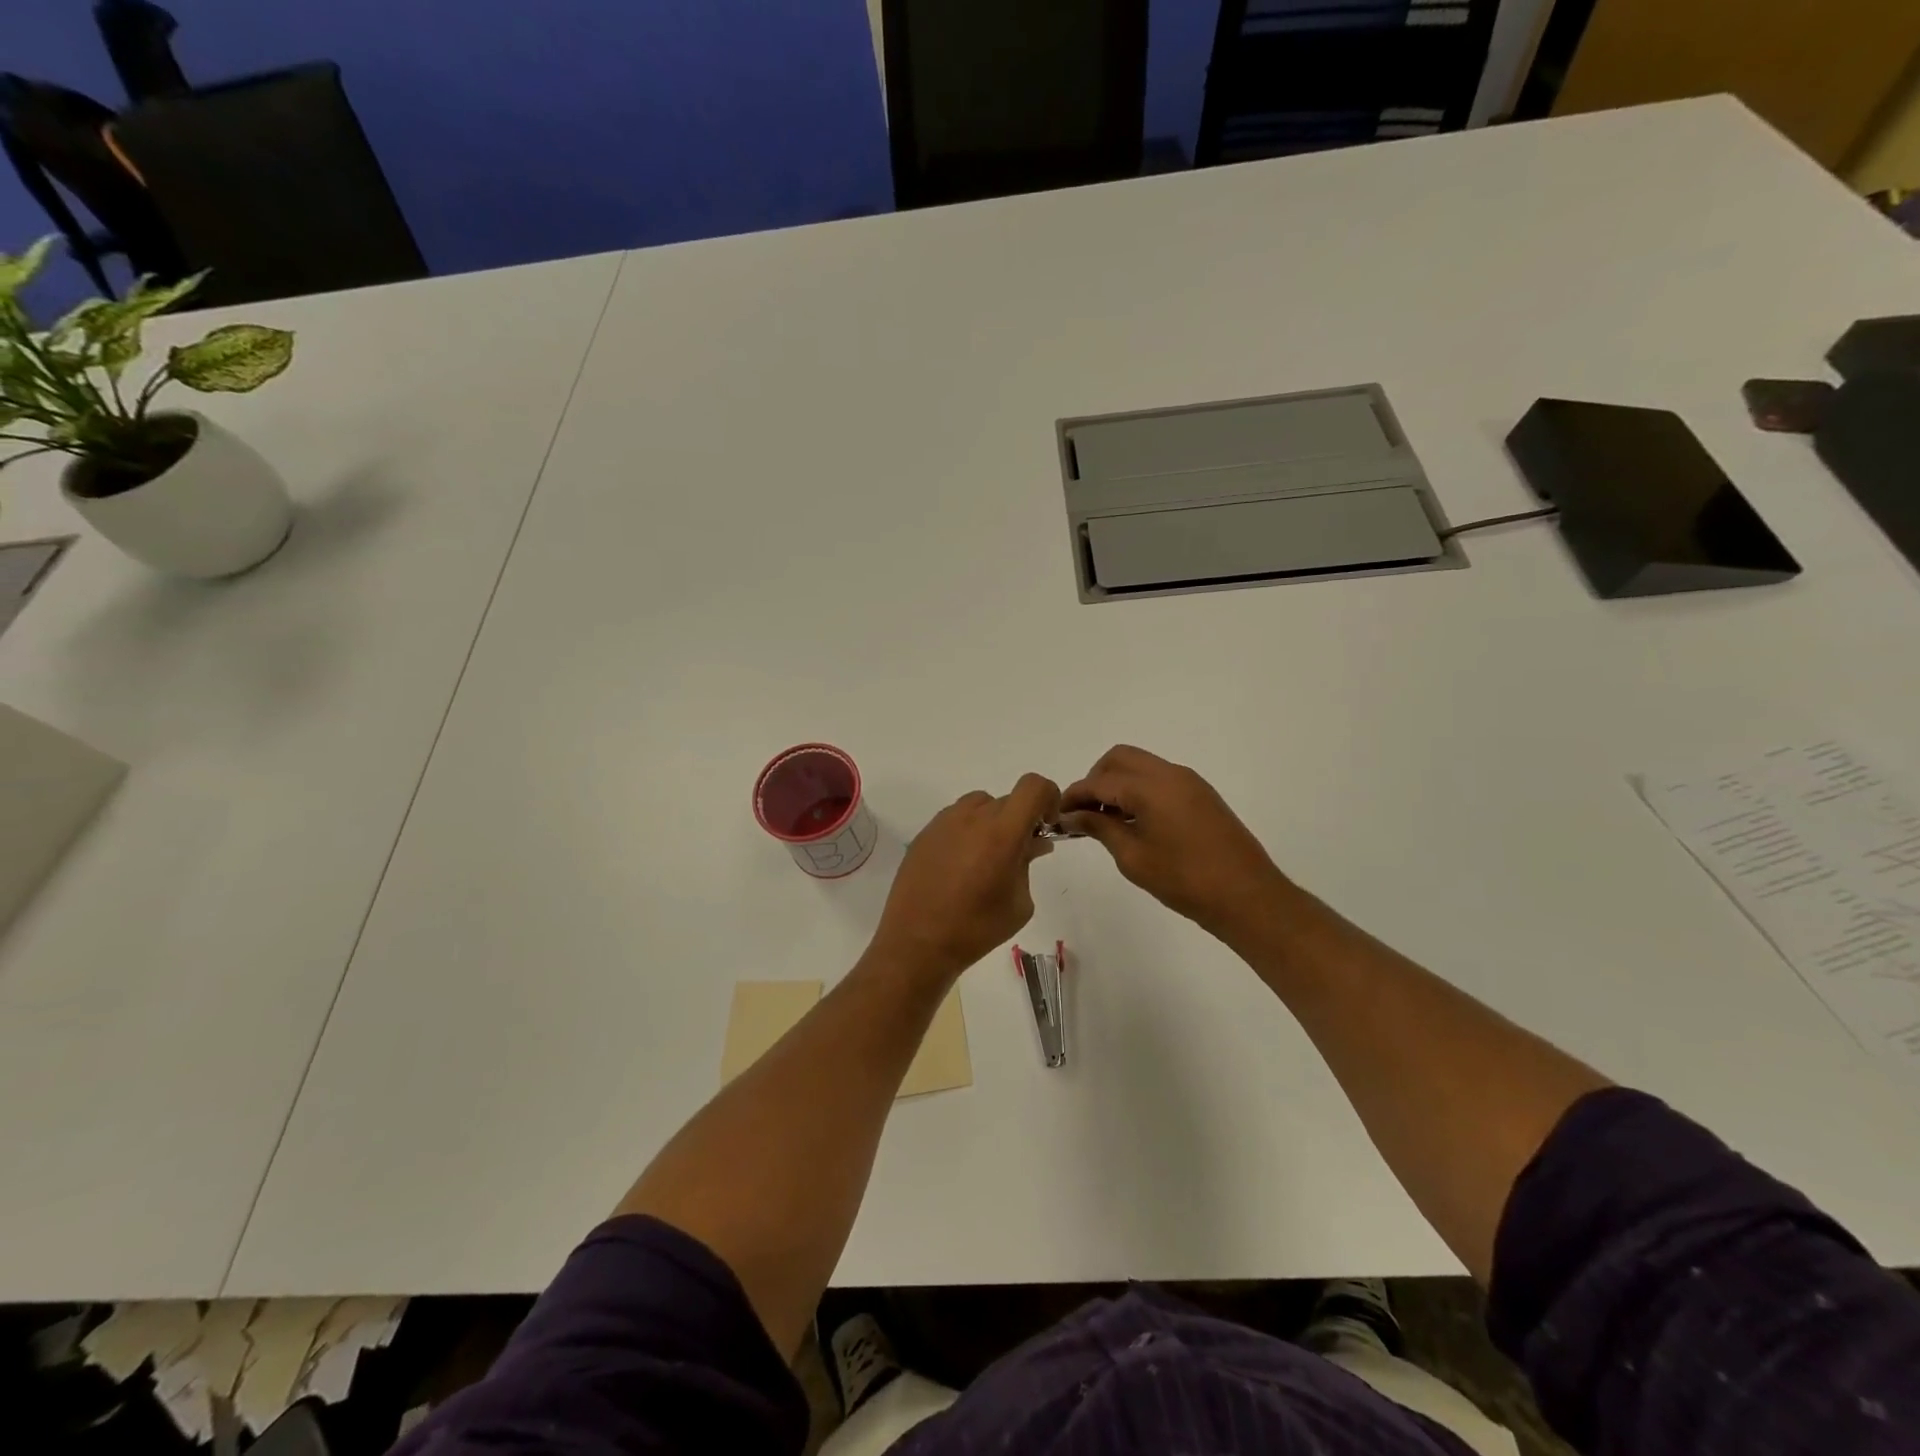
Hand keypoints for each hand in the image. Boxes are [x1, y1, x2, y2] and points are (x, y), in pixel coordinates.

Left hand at [868, 774, 1060, 983]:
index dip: (1048, 798)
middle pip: (1007, 800)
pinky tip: (960, 866)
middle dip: (1020, 821)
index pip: (1034, 787)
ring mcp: (944, 822)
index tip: (1045, 826)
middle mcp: (972, 817)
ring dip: (992, 823)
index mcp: (1001, 832)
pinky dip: (967, 832)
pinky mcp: (924, 834)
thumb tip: (1032, 843)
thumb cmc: (977, 928)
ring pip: (979, 805)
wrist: (917, 943)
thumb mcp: (1019, 903)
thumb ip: (1028, 864)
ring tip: (986, 859)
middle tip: (1018, 855)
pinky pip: (955, 820)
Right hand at [1060, 745, 1288, 944]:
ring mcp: (1189, 782)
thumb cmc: (1185, 880)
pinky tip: (1133, 822)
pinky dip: (1139, 790)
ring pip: (1141, 766)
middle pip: (1120, 759)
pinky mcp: (1201, 795)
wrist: (1248, 896)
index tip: (1058, 815)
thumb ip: (1100, 829)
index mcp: (1151, 787)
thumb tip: (1073, 816)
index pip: (1100, 781)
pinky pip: (1159, 779)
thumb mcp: (1133, 857)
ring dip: (1118, 784)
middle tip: (1084, 813)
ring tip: (1105, 821)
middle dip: (1095, 780)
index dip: (1074, 795)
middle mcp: (1170, 774)